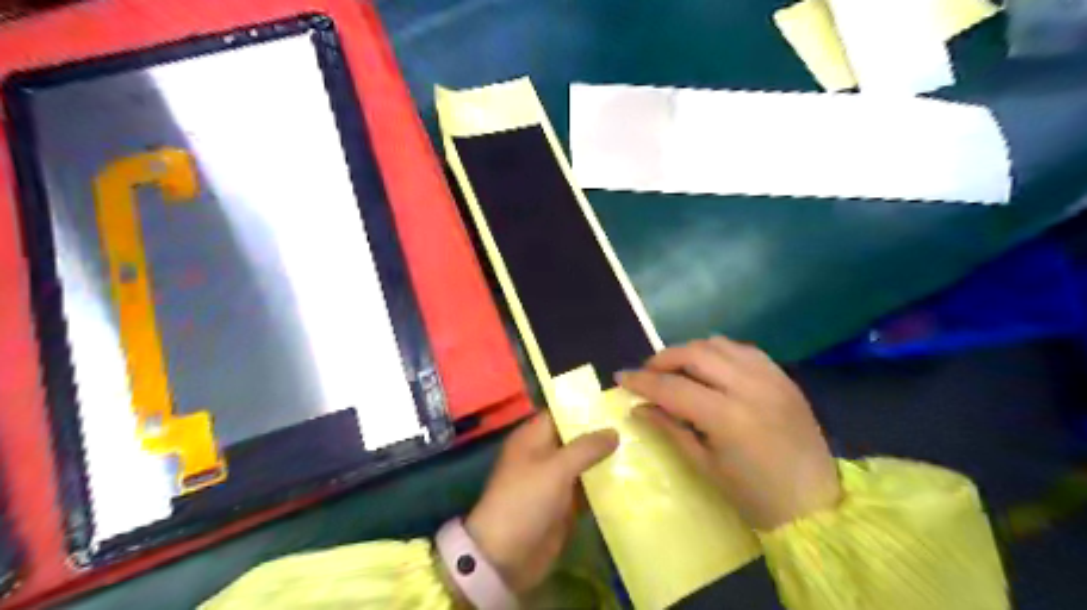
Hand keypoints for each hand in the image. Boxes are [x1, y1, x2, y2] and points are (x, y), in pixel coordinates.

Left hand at [465, 411, 618, 592]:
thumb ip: (586, 448)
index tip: (616, 404)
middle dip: (602, 434)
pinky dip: (604, 484)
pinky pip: (587, 488)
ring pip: (584, 463)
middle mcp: (544, 454)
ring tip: (641, 447)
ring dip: (606, 459)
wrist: (506, 557)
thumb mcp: (556, 468)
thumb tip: (614, 431)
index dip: (586, 407)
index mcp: (532, 437)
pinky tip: (631, 478)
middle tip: (636, 425)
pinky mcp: (564, 505)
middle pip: (576, 438)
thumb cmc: (525, 500)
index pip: (561, 413)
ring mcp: (554, 480)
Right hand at [619, 336, 837, 530]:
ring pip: (719, 344)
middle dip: (664, 358)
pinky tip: (711, 368)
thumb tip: (639, 407)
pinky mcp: (783, 376)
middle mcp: (750, 387)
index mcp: (728, 417)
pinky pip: (743, 349)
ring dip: (690, 351)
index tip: (620, 377)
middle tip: (648, 373)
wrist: (816, 505)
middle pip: (695, 353)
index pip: (673, 387)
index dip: (642, 381)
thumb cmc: (754, 496)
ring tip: (677, 369)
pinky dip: (719, 352)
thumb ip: (670, 429)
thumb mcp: (705, 466)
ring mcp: (771, 377)